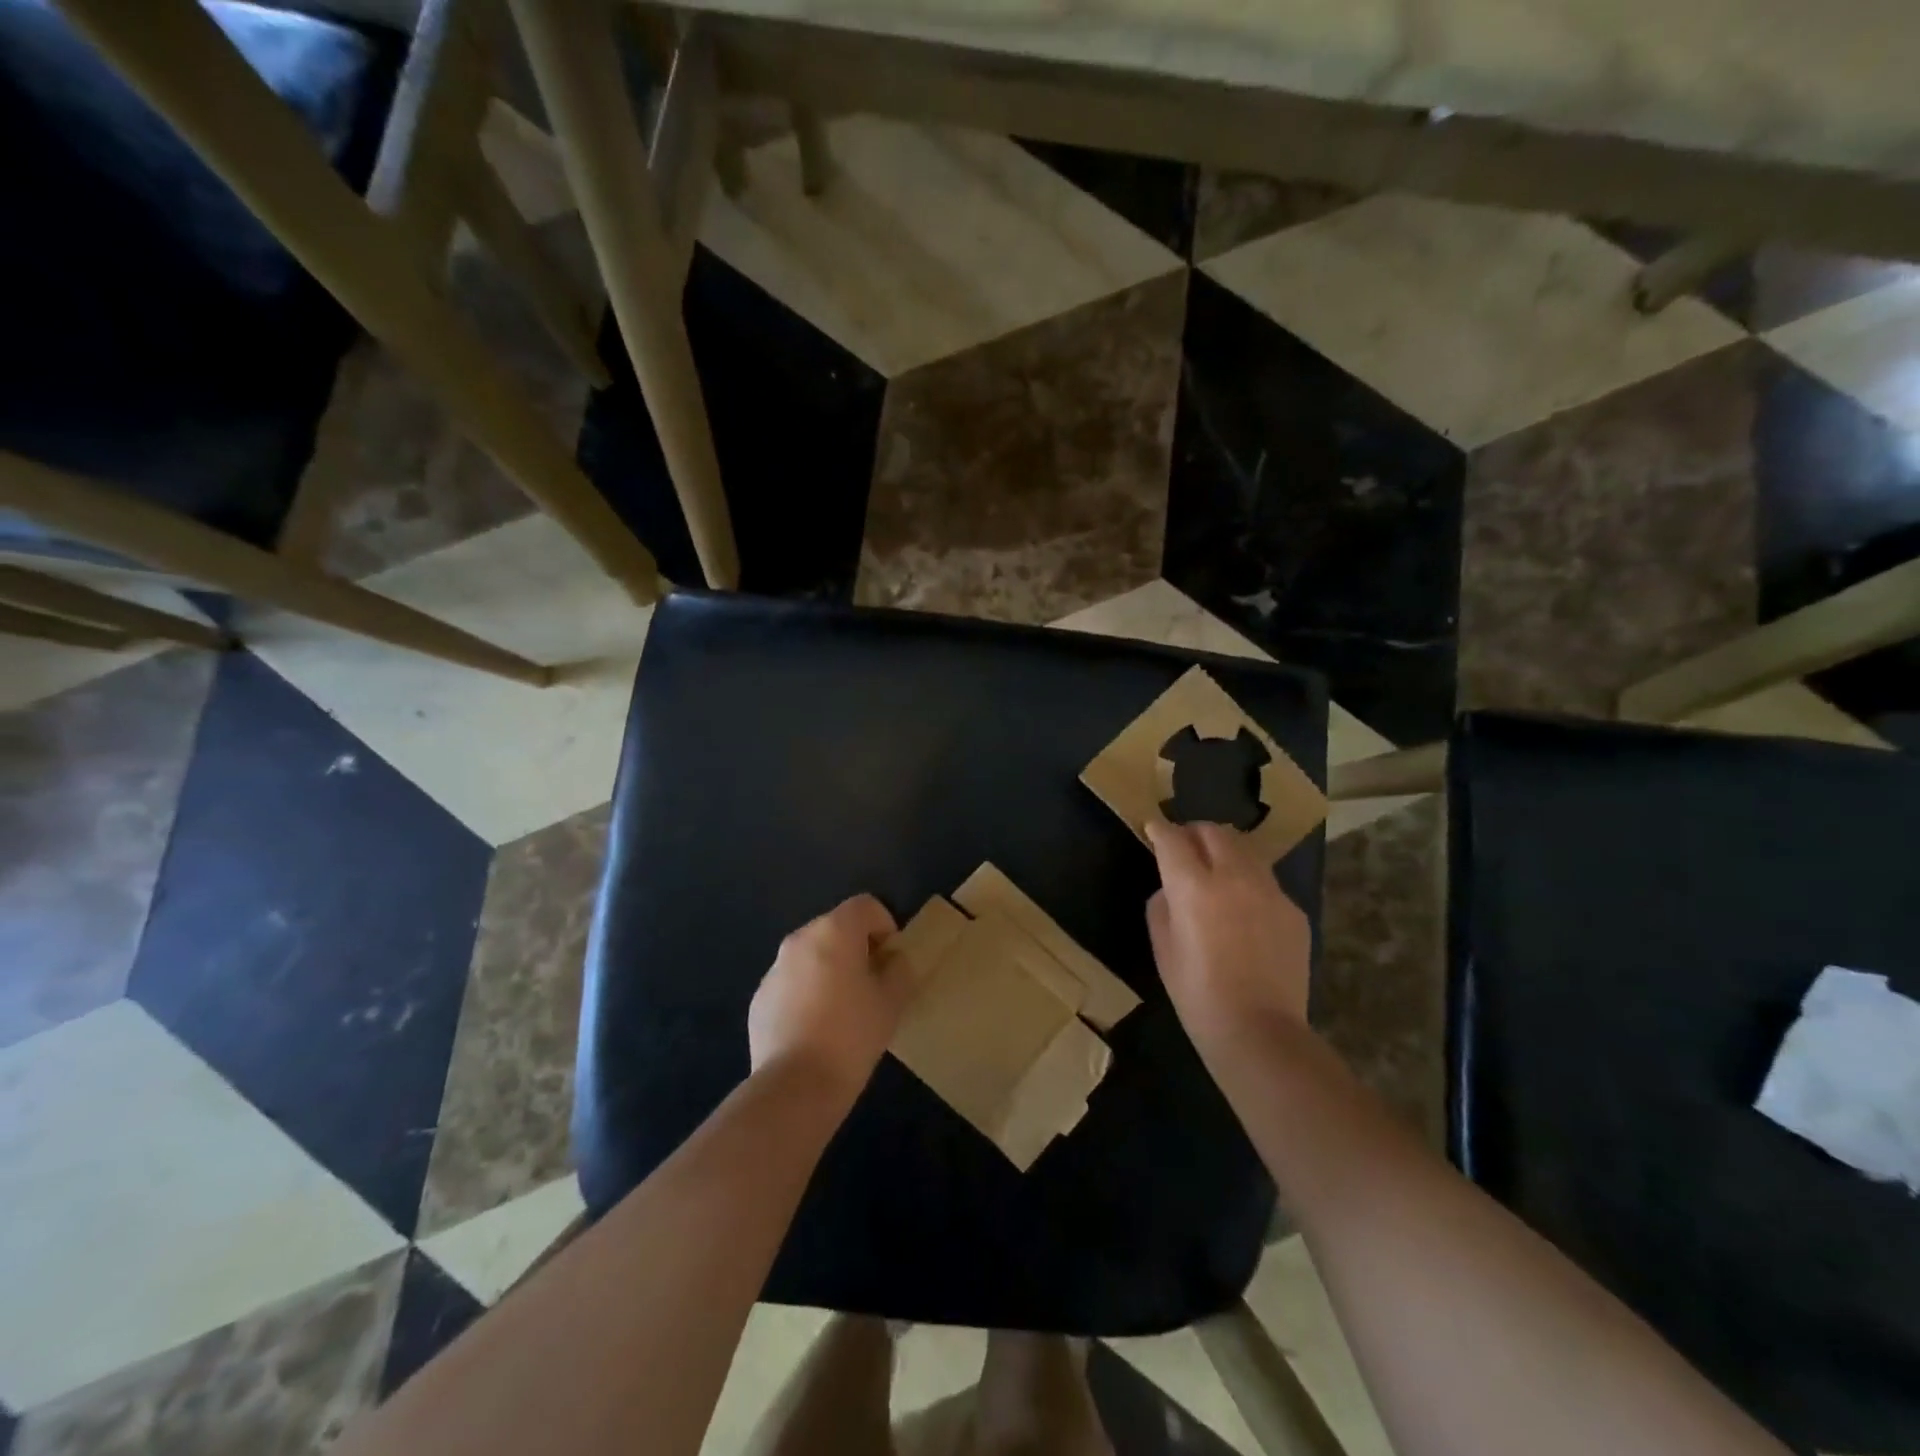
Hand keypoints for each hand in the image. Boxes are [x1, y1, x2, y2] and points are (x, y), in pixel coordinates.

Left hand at [749, 894, 905, 1104]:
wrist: (795, 1087)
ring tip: (843, 1010)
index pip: (865, 905)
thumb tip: (893, 960)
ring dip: (830, 969)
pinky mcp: (760, 999)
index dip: (885, 925)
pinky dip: (807, 993)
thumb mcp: (891, 1002)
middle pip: (836, 927)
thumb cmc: (852, 1036)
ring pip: (811, 956)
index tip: (891, 958)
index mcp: (834, 931)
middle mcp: (799, 940)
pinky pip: (791, 983)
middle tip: (872, 983)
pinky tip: (816, 1030)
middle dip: (856, 947)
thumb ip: (898, 970)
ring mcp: (774, 969)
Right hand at [1145, 820, 1311, 1048]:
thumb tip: (1172, 888)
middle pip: (1214, 832)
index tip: (1153, 829)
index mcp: (1194, 886)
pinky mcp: (1294, 910)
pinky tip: (1244, 911)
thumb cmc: (1197, 993)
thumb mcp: (1163, 947)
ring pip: (1245, 850)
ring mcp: (1270, 891)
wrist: (1259, 1031)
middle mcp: (1234, 877)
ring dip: (1225, 851)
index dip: (1160, 830)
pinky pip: (1266, 882)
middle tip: (1184, 846)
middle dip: (1194, 832)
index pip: (1173, 839)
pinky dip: (1249, 882)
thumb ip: (1163, 904)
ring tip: (1216, 871)